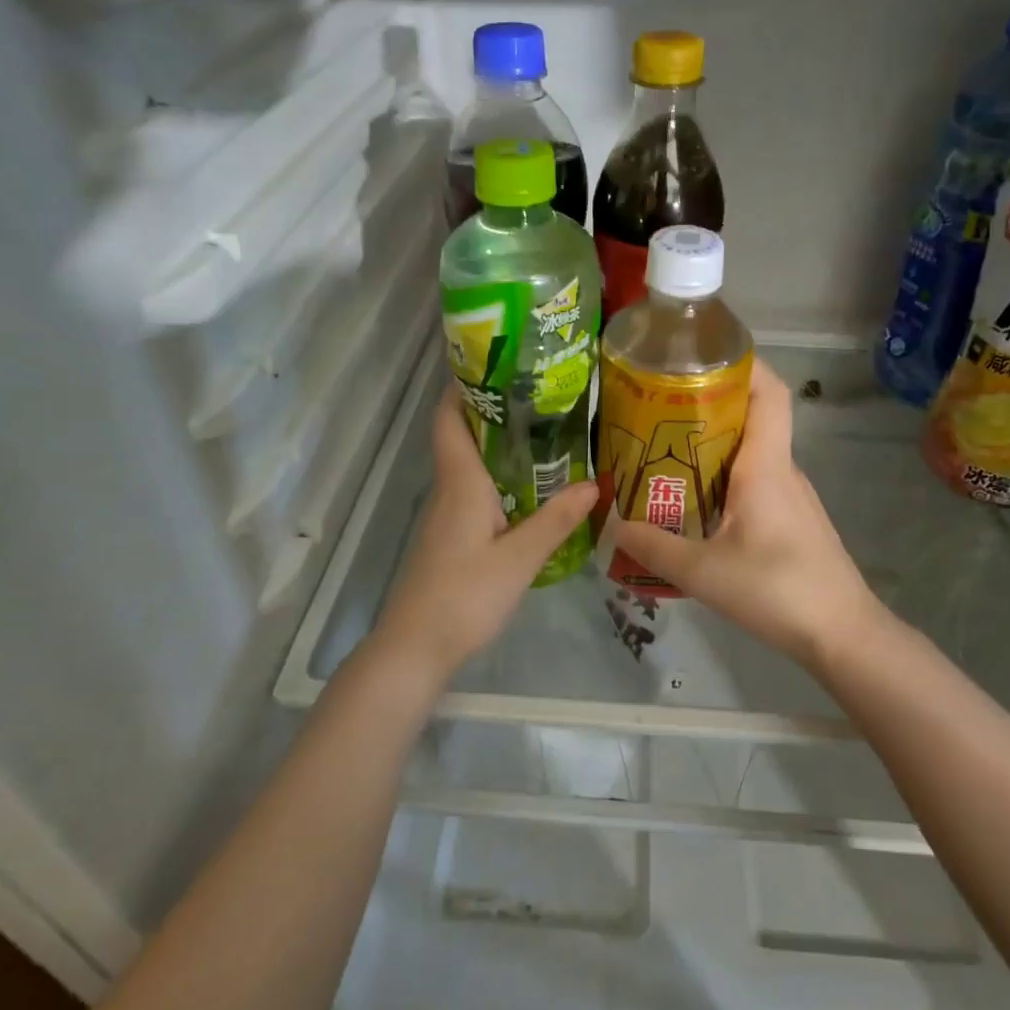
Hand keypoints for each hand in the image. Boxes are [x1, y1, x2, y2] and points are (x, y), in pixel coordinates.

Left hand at [374, 385, 595, 679]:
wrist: (415, 647)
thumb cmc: (464, 596)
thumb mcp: (520, 558)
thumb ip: (556, 520)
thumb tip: (593, 482)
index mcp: (461, 482)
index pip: (450, 419)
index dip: (462, 386)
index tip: (494, 362)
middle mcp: (449, 490)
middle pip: (462, 435)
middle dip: (493, 410)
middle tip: (539, 393)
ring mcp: (447, 515)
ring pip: (470, 465)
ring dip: (498, 445)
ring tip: (544, 432)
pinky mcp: (450, 537)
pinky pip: (474, 491)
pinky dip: (499, 477)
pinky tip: (529, 488)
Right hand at [612, 362, 894, 670]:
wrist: (843, 635)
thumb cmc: (777, 590)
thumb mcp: (703, 572)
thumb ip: (654, 547)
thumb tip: (614, 524)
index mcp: (766, 466)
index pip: (768, 392)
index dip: (741, 363)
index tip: (699, 356)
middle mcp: (782, 470)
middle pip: (751, 416)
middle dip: (706, 403)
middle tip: (656, 408)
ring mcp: (790, 495)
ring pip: (750, 451)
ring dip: (711, 443)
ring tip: (662, 452)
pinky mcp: (791, 519)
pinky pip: (754, 480)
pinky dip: (723, 475)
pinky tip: (693, 500)